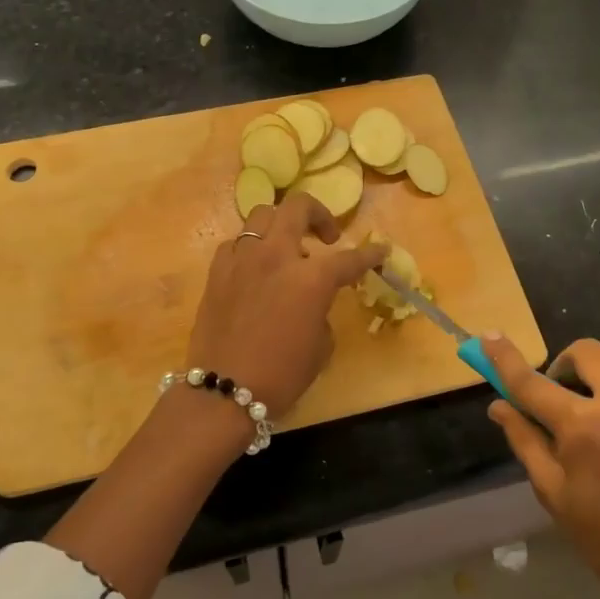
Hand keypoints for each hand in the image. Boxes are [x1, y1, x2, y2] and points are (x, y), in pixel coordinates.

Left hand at [186, 194, 386, 422]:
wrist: (224, 391)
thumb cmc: (282, 375)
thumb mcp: (321, 346)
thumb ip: (322, 310)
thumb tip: (313, 300)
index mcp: (312, 279)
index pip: (350, 258)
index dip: (371, 255)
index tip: (381, 251)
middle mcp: (277, 256)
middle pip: (299, 207)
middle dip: (320, 214)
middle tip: (327, 237)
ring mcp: (243, 258)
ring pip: (263, 215)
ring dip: (282, 225)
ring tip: (288, 247)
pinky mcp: (217, 270)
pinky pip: (237, 243)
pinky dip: (252, 248)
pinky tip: (256, 267)